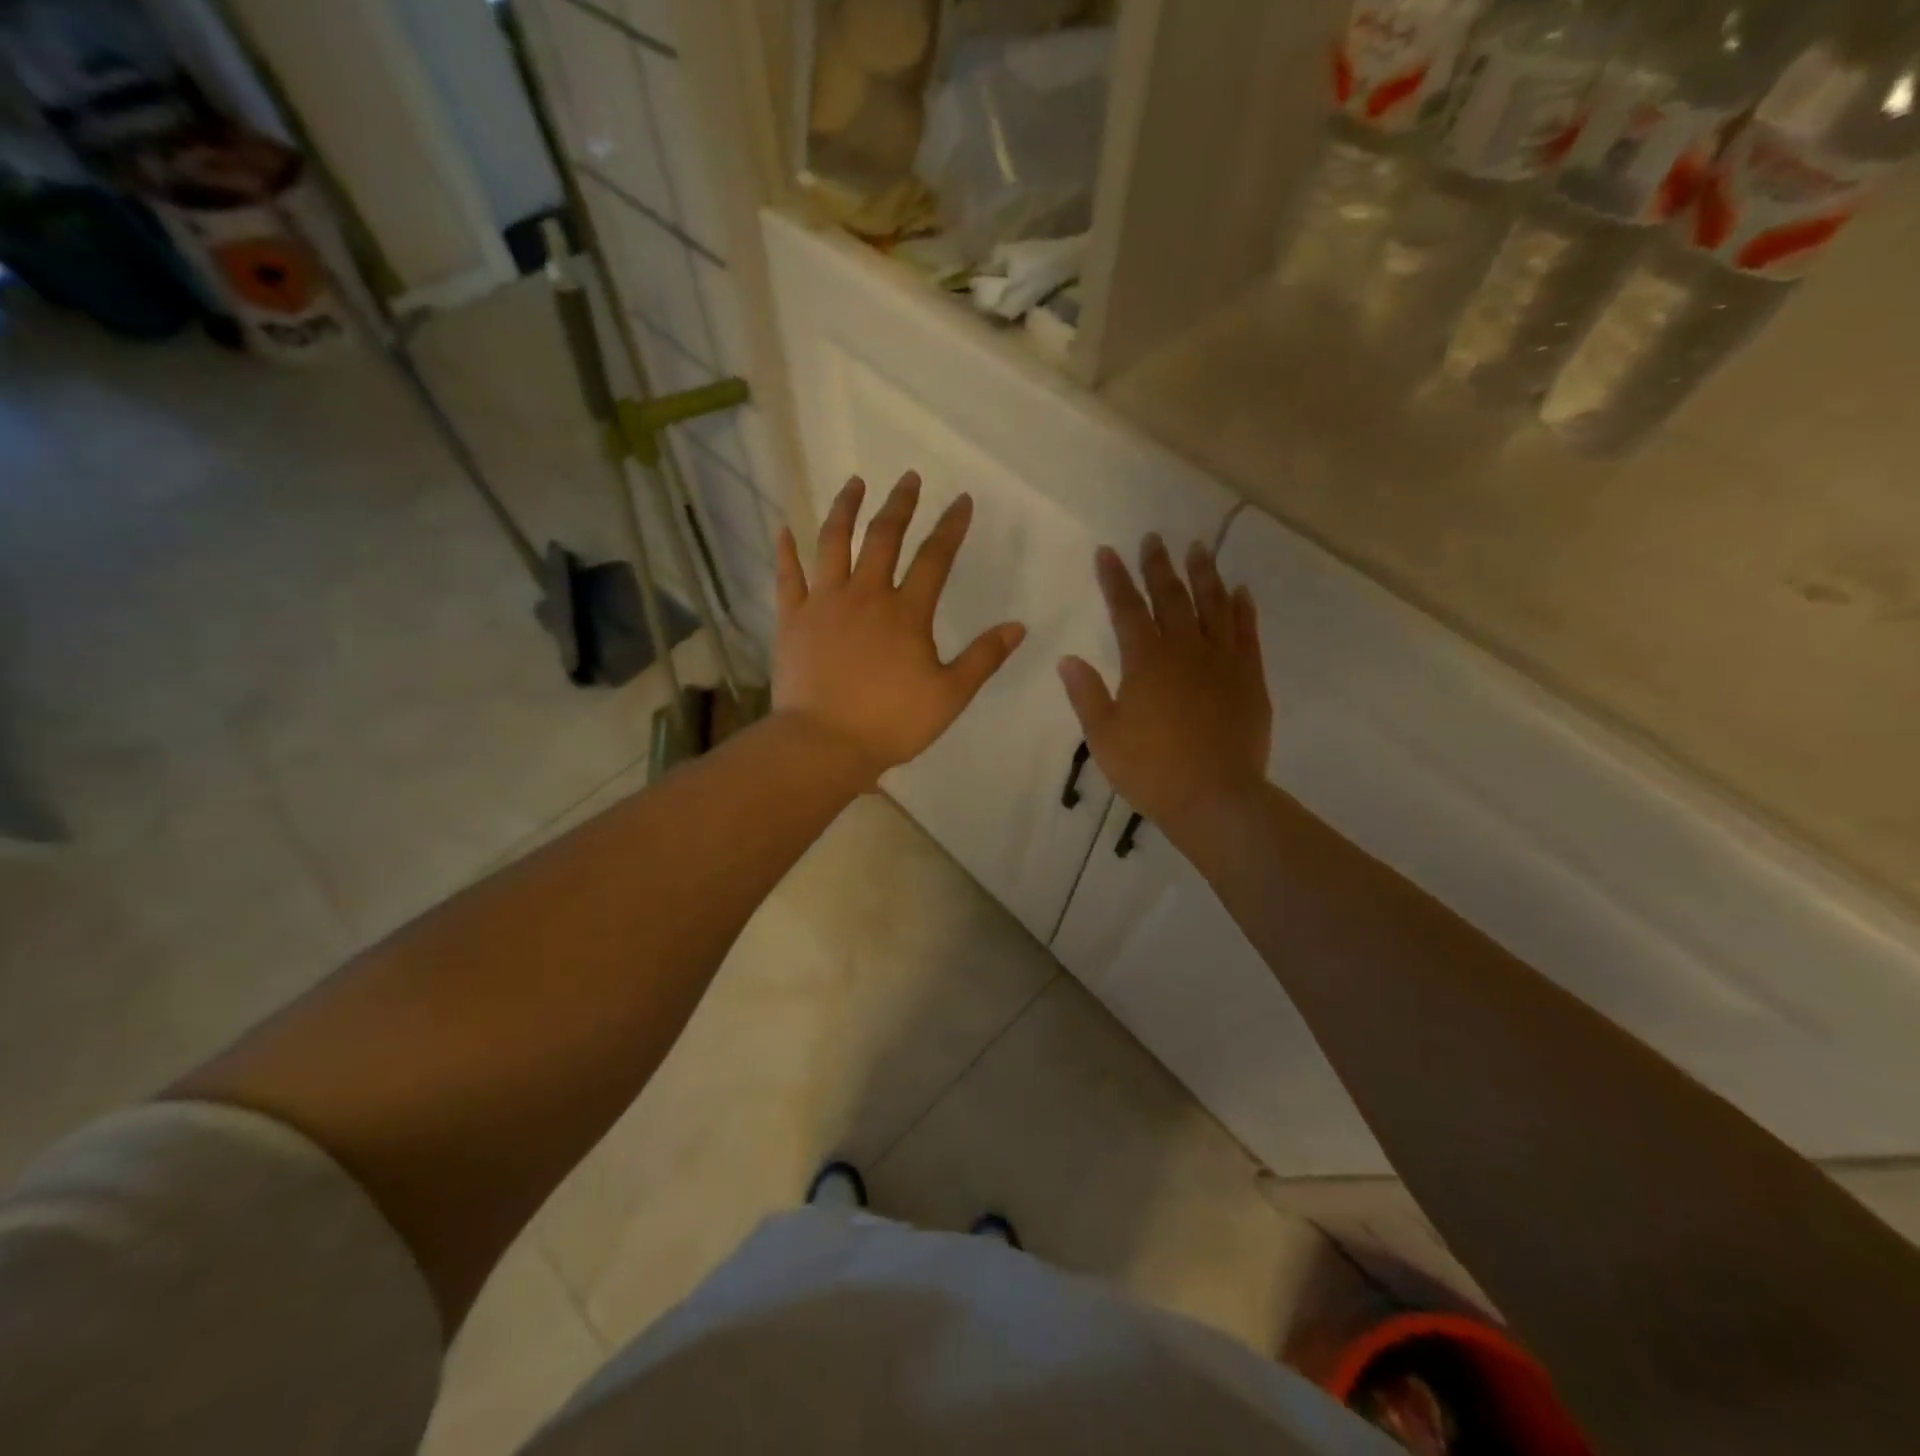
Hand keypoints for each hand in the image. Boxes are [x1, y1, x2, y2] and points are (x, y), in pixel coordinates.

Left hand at [774, 472, 1026, 784]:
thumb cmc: (891, 722)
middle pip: (884, 537)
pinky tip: (785, 529)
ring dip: (845, 509)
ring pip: (833, 543)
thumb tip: (1018, 626)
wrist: (824, 743)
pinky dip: (786, 551)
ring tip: (853, 483)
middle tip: (908, 477)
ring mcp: (824, 603)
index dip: (951, 527)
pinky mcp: (792, 619)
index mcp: (907, 612)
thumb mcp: (950, 695)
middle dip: (900, 504)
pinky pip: (788, 576)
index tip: (961, 500)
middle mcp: (866, 595)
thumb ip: (983, 657)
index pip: (935, 558)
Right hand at [1058, 535, 1271, 839]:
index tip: (1107, 552)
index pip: (1126, 609)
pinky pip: (1247, 633)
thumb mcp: (1104, 737)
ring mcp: (1222, 662)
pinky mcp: (1250, 678)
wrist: (1215, 798)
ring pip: (1213, 606)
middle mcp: (1185, 651)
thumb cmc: (1151, 771)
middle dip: (1158, 566)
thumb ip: (1087, 695)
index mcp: (1145, 662)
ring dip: (1204, 574)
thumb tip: (1068, 659)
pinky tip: (1239, 591)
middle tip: (1154, 538)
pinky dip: (1242, 609)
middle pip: (1171, 597)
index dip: (1115, 579)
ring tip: (1198, 549)